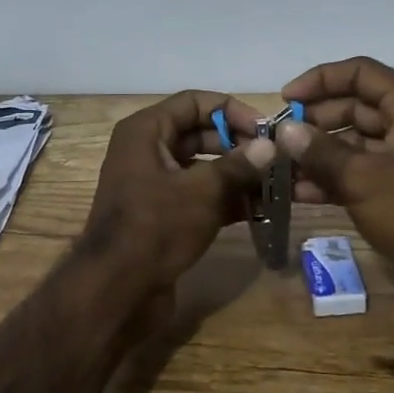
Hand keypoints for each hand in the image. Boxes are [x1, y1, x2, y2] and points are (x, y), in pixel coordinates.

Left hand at [77, 90, 272, 295]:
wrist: (116, 290)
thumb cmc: (156, 226)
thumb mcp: (202, 191)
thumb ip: (238, 165)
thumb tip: (270, 145)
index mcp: (146, 131)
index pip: (195, 102)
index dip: (232, 111)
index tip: (267, 130)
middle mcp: (147, 151)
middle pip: (200, 134)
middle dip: (239, 145)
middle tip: (277, 160)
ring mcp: (153, 185)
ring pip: (202, 168)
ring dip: (237, 176)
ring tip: (277, 185)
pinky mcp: (162, 215)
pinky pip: (198, 196)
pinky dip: (226, 200)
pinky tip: (261, 211)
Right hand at [279, 57, 393, 333]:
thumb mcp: (364, 180)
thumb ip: (320, 152)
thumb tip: (284, 130)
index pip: (360, 73)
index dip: (319, 80)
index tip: (285, 100)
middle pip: (354, 106)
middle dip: (314, 121)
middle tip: (277, 138)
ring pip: (354, 141)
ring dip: (318, 152)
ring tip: (280, 166)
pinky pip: (361, 170)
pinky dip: (332, 177)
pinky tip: (299, 192)